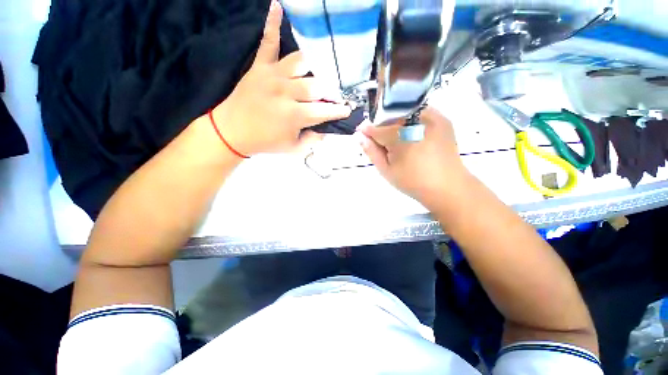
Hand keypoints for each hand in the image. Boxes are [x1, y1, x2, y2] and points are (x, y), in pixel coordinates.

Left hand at [212, 0, 350, 155]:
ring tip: (324, 69)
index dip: (339, 111)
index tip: (348, 110)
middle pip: (317, 86)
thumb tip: (327, 129)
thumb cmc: (266, 142)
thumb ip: (313, 139)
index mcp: (295, 116)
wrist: (232, 131)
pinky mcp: (260, 66)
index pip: (325, 111)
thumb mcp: (294, 148)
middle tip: (335, 95)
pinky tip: (278, 6)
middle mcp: (286, 92)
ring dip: (316, 66)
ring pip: (302, 62)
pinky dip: (273, 24)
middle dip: (331, 92)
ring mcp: (273, 76)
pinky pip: (268, 42)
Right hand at [356, 107, 470, 210]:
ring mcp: (433, 117)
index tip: (361, 132)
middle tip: (381, 141)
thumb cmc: (413, 182)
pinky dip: (411, 121)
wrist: (447, 186)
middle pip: (391, 117)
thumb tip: (360, 136)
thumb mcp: (387, 170)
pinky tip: (411, 135)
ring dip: (396, 123)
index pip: (377, 128)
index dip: (367, 131)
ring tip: (397, 139)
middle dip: (382, 127)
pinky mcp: (442, 118)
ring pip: (405, 112)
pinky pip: (420, 113)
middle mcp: (417, 121)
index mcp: (401, 136)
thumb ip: (372, 152)